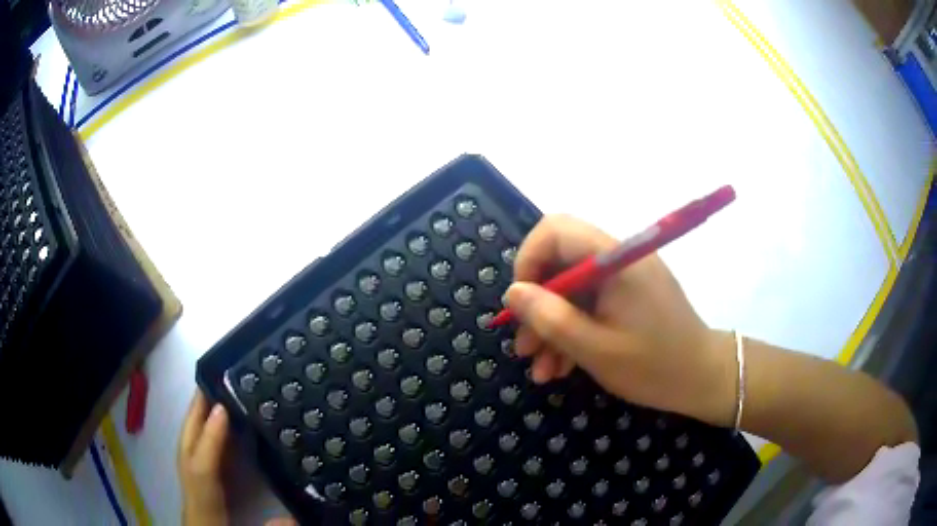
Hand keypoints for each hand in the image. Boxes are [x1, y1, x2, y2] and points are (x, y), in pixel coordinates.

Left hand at [178, 391, 297, 525]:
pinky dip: (202, 442)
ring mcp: (191, 498)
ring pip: (187, 454)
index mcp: (204, 513)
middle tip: (209, 384)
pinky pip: (196, 463)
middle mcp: (192, 500)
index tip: (223, 409)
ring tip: (213, 399)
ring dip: (197, 425)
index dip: (211, 440)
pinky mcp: (198, 500)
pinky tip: (217, 436)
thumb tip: (293, 518)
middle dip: (193, 418)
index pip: (202, 471)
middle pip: (185, 452)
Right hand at [506, 215, 735, 426]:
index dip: (528, 260)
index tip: (520, 304)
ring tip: (541, 370)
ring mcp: (624, 278)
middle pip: (560, 263)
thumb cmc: (655, 366)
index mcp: (616, 259)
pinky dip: (572, 332)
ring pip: (571, 289)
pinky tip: (562, 367)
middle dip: (537, 305)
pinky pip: (589, 305)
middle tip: (525, 348)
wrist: (703, 380)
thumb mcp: (596, 350)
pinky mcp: (628, 297)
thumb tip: (512, 293)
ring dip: (551, 327)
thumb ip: (551, 319)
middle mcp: (618, 259)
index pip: (556, 229)